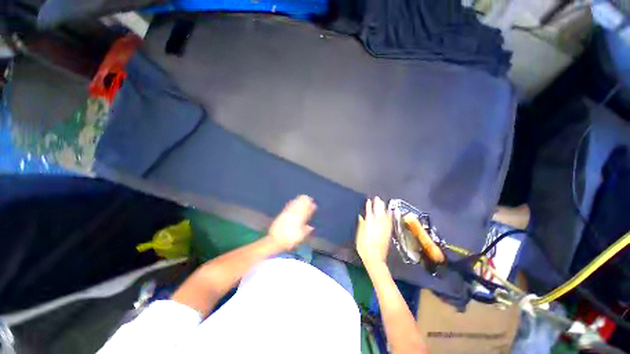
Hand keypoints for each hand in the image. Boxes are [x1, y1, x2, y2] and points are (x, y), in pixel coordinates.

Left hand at [268, 195, 316, 250]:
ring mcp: (287, 215)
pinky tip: (292, 200)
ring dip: (299, 201)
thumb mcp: (299, 238)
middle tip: (309, 198)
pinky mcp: (282, 215)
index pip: (306, 214)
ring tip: (303, 196)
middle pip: (300, 208)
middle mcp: (293, 217)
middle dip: (305, 203)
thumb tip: (312, 227)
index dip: (310, 209)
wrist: (276, 240)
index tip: (314, 205)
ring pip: (294, 206)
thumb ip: (305, 231)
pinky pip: (287, 207)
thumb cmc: (289, 240)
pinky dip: (291, 203)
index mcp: (299, 222)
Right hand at [356, 197, 392, 267]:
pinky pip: (389, 222)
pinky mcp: (388, 233)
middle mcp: (377, 226)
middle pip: (378, 213)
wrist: (375, 259)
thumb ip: (361, 225)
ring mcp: (383, 229)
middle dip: (377, 205)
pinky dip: (390, 216)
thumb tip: (361, 217)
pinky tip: (390, 212)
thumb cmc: (364, 247)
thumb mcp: (359, 236)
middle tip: (377, 198)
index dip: (369, 206)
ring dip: (383, 209)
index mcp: (369, 226)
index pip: (369, 213)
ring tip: (383, 202)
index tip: (369, 200)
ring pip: (384, 216)